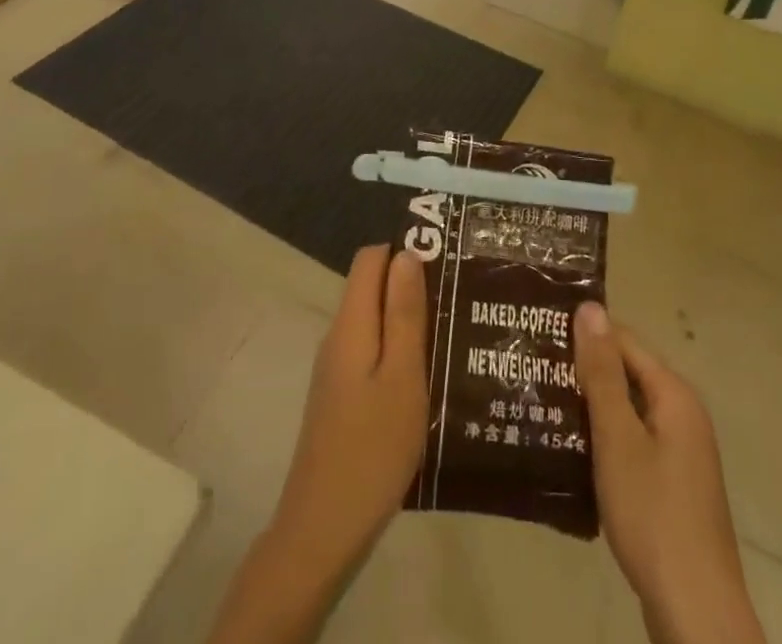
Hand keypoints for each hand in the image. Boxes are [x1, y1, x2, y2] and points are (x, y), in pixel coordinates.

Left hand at [271, 245, 429, 572]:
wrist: (323, 531)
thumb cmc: (372, 448)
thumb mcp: (402, 377)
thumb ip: (404, 314)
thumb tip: (406, 254)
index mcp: (351, 324)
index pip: (370, 258)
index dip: (404, 251)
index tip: (445, 263)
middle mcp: (338, 336)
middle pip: (371, 287)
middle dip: (411, 287)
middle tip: (459, 301)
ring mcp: (336, 369)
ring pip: (373, 322)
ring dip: (408, 322)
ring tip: (454, 335)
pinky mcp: (340, 397)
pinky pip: (371, 353)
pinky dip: (398, 352)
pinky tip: (428, 376)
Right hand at [574, 303, 766, 643]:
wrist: (696, 615)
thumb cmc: (653, 515)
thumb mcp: (618, 438)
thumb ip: (602, 373)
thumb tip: (590, 307)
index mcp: (674, 395)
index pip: (624, 341)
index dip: (584, 334)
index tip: (541, 331)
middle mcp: (682, 415)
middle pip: (627, 374)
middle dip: (584, 370)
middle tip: (534, 367)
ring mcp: (680, 454)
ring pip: (628, 411)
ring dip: (591, 407)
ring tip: (541, 401)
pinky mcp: (671, 486)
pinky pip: (633, 443)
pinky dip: (604, 440)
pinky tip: (570, 449)